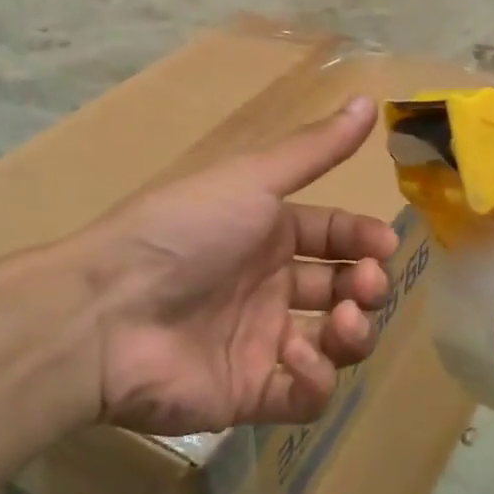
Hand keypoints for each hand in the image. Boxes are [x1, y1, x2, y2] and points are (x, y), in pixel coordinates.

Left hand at [75, 96, 396, 436]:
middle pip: (340, 288)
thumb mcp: (252, 179)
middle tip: (366, 284)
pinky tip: (298, 359)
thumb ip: (315, 148)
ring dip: (353, 333)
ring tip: (344, 322)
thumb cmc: (186, 231)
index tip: (385, 244)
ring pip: (332, 342)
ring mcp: (260, 341)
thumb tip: (370, 98)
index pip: (334, 235)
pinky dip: (314, 380)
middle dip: (367, 285)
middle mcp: (267, 284)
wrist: (108, 311)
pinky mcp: (249, 394)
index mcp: (267, 231)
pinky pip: (302, 395)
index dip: (364, 239)